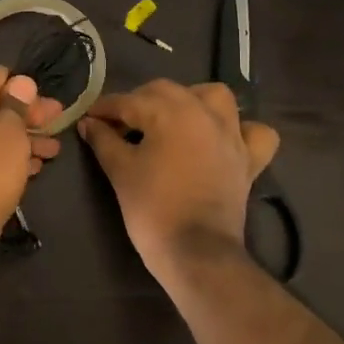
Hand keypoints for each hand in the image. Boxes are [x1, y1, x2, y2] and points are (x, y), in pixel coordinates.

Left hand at [0, 67, 63, 281]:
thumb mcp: (10, 137)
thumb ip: (17, 109)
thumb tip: (20, 83)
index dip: (24, 85)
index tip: (47, 101)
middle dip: (28, 116)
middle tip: (58, 126)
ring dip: (23, 141)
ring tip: (53, 152)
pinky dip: (7, 161)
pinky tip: (31, 171)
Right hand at [76, 80, 278, 280]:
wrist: (195, 251)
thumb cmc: (152, 207)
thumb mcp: (120, 170)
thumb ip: (103, 140)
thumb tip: (89, 122)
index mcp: (171, 112)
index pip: (129, 101)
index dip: (105, 108)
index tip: (88, 118)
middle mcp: (205, 113)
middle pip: (167, 92)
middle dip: (140, 101)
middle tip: (119, 123)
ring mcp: (232, 135)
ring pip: (215, 97)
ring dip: (191, 100)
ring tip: (171, 118)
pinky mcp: (248, 159)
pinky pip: (254, 133)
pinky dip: (241, 129)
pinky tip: (223, 138)